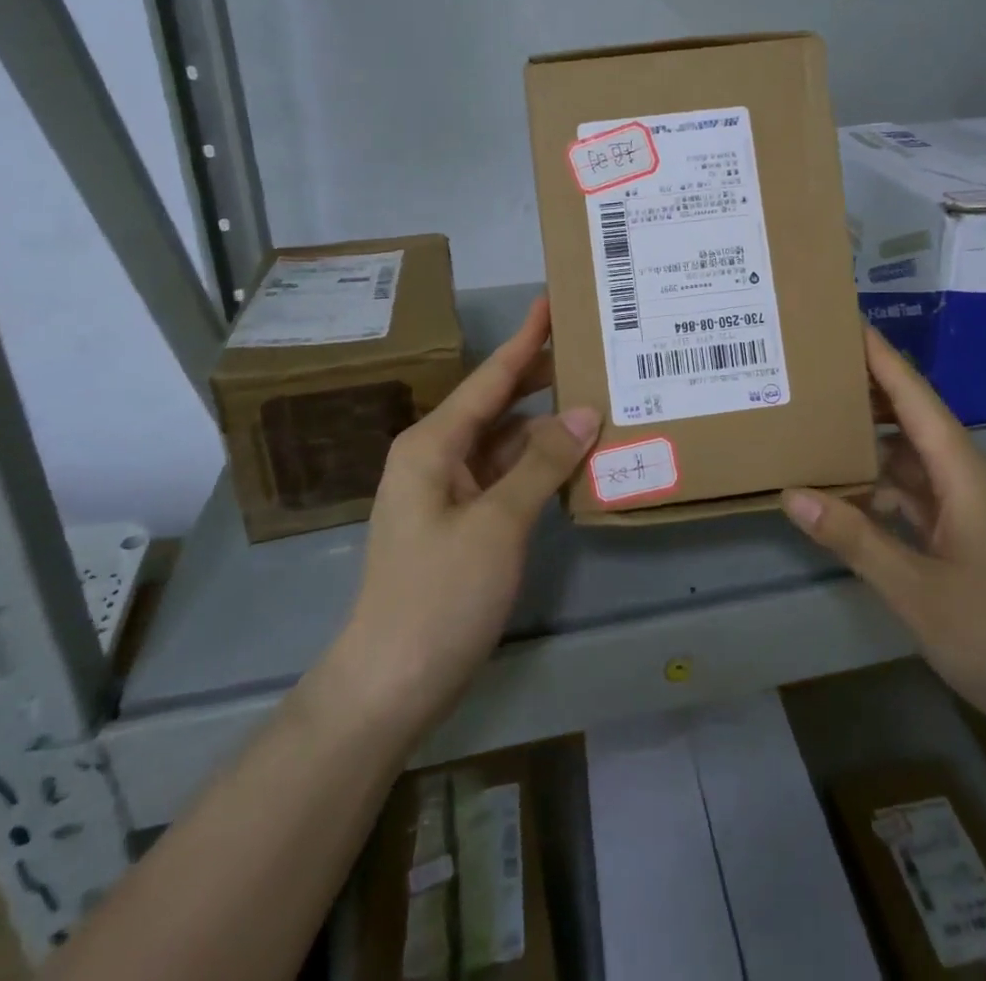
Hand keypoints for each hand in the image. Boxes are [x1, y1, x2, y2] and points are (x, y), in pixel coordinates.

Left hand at [307, 298, 599, 738]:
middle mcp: (437, 457)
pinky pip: (505, 478)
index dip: (524, 340)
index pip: (489, 378)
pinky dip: (537, 466)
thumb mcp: (497, 524)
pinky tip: (573, 459)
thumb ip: (541, 464)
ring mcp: (448, 492)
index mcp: (433, 444)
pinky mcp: (461, 524)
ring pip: (504, 443)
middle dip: (539, 378)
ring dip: (544, 426)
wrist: (390, 684)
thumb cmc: (438, 595)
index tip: (551, 302)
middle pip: (496, 405)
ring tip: (595, 399)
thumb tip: (584, 412)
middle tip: (590, 350)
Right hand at [782, 324, 985, 742]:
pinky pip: (913, 495)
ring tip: (811, 421)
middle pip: (909, 418)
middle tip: (807, 369)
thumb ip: (855, 539)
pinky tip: (840, 492)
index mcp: (964, 472)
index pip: (914, 396)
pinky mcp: (966, 537)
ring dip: (866, 442)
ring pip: (908, 459)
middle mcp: (967, 477)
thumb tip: (791, 494)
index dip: (879, 356)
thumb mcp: (919, 591)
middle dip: (863, 391)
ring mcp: (968, 508)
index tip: (842, 319)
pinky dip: (877, 487)